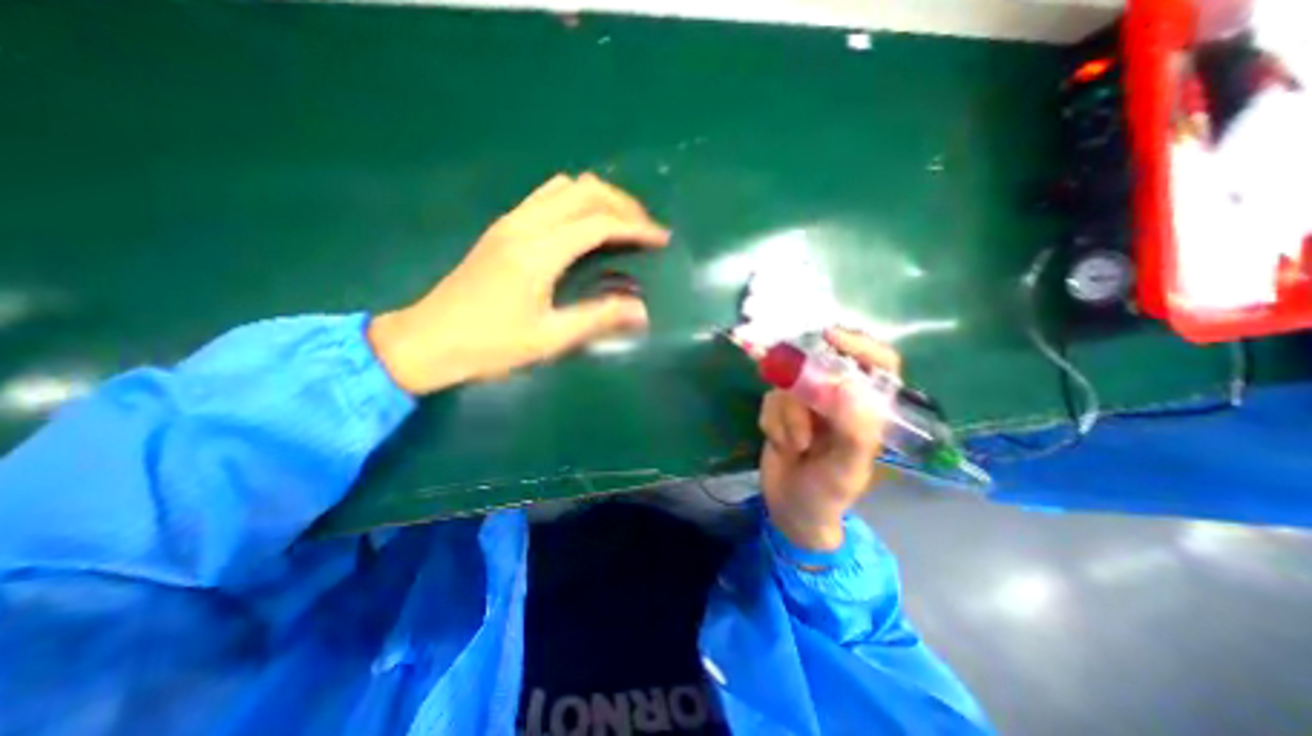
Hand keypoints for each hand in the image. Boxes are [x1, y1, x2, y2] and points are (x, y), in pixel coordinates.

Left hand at [372, 173, 669, 394]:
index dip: (636, 227)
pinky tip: (586, 226)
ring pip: (564, 187)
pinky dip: (576, 201)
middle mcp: (525, 225)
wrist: (428, 341)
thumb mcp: (549, 338)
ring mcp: (510, 222)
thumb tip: (642, 311)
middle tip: (646, 228)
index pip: (599, 223)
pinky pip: (547, 197)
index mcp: (538, 252)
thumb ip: (598, 319)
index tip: (662, 239)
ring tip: (621, 223)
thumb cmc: (490, 345)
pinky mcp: (502, 228)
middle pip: (584, 191)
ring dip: (599, 198)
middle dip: (623, 204)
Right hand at [760, 328, 903, 552]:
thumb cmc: (828, 493)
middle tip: (797, 408)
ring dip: (786, 417)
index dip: (859, 345)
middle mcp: (838, 400)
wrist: (790, 508)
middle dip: (804, 388)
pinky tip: (781, 444)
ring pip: (789, 385)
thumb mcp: (846, 468)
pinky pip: (771, 400)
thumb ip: (853, 430)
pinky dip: (772, 422)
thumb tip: (847, 385)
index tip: (831, 337)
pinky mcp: (781, 410)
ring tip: (794, 446)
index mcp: (868, 410)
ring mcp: (807, 403)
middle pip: (821, 367)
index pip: (877, 364)